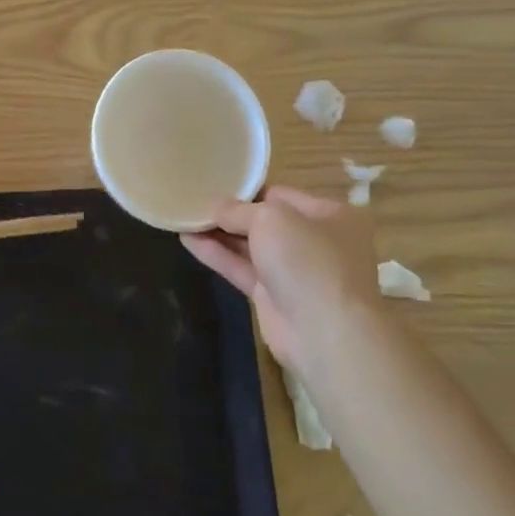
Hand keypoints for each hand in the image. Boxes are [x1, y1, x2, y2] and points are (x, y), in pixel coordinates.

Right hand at [182, 186, 382, 377]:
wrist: (324, 331)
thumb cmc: (307, 260)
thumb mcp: (271, 218)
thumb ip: (238, 210)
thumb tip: (215, 208)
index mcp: (330, 214)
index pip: (281, 194)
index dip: (247, 190)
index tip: (213, 184)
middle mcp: (315, 240)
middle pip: (265, 221)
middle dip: (230, 213)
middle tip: (193, 201)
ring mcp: (294, 271)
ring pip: (250, 246)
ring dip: (218, 234)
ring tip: (184, 218)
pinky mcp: (273, 296)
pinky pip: (241, 268)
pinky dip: (217, 255)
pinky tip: (187, 241)